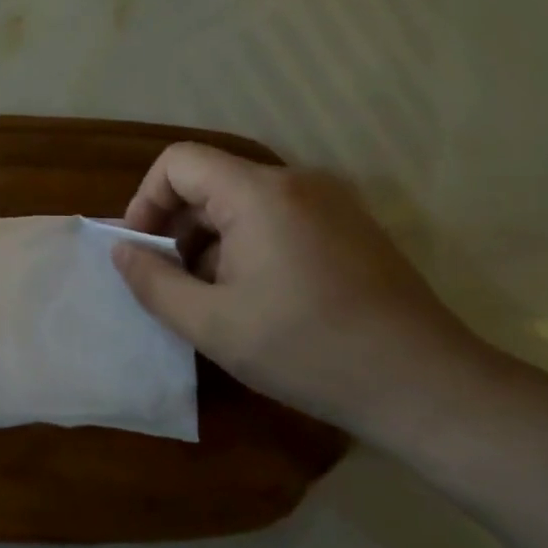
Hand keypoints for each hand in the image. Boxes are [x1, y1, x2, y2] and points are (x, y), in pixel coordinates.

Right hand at [112, 143, 472, 430]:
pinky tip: (259, 299)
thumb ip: (153, 282)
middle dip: (179, 228)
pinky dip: (250, 245)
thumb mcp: (212, 325)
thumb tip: (121, 251)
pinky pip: (279, 217)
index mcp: (258, 192)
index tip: (143, 250)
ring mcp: (330, 201)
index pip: (178, 162)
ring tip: (215, 300)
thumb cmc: (308, 350)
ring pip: (244, 202)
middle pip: (211, 181)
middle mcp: (295, 181)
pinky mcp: (350, 226)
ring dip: (213, 241)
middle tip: (175, 284)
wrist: (426, 385)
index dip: (147, 200)